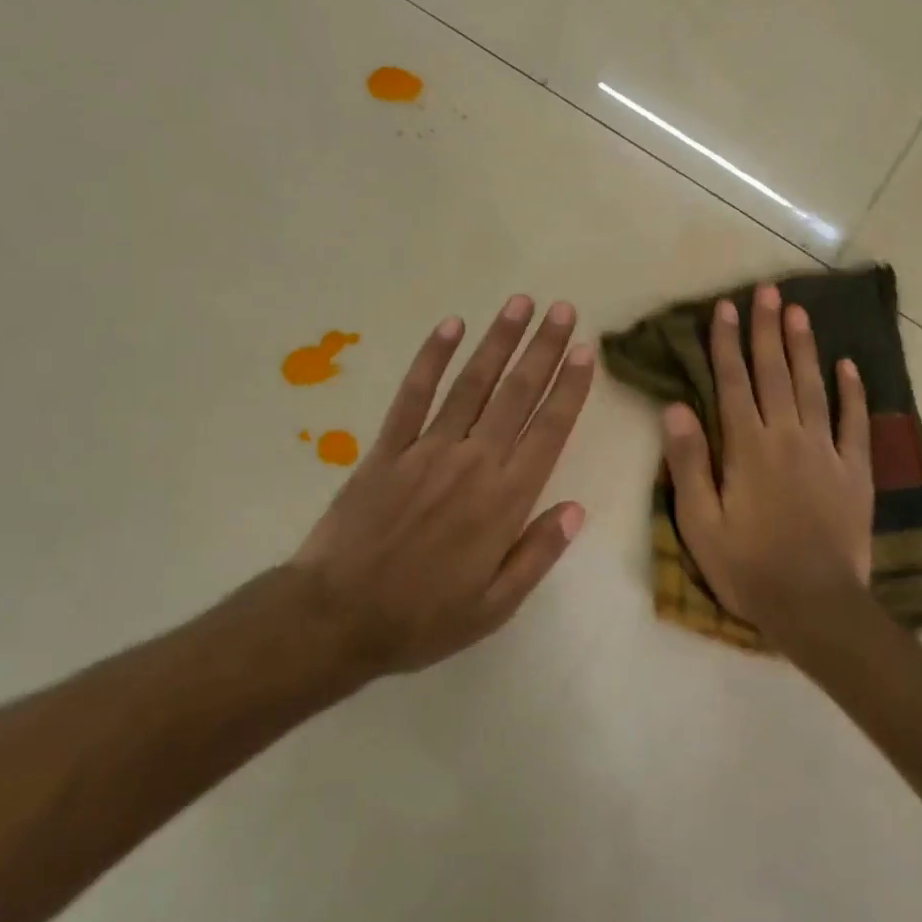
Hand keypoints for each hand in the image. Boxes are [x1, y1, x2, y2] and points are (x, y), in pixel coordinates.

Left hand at [286, 296, 594, 675]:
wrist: (337, 616)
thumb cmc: (422, 618)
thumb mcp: (494, 606)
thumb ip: (537, 554)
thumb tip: (575, 510)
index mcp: (504, 500)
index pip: (548, 431)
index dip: (569, 388)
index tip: (585, 352)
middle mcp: (473, 462)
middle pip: (516, 395)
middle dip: (543, 349)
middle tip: (563, 310)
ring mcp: (427, 449)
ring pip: (472, 384)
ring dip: (498, 341)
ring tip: (520, 304)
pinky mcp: (388, 448)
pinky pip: (413, 394)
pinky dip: (432, 358)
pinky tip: (450, 326)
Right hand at [662, 283, 874, 651]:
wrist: (815, 606)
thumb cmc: (748, 566)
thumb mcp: (700, 522)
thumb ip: (688, 463)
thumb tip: (675, 408)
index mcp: (747, 448)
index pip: (732, 384)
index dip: (726, 344)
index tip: (725, 308)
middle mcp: (787, 438)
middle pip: (775, 374)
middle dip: (767, 330)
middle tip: (766, 291)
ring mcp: (826, 452)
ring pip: (814, 388)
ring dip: (804, 348)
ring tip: (799, 312)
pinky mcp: (855, 472)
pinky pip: (855, 423)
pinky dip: (852, 393)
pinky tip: (849, 366)